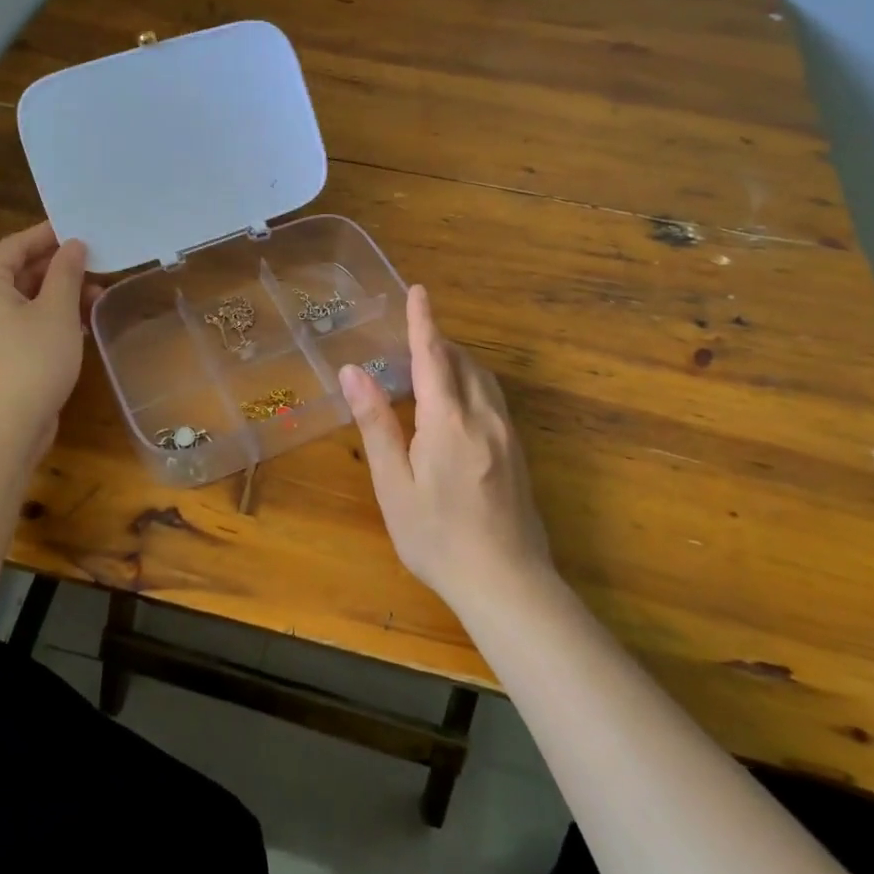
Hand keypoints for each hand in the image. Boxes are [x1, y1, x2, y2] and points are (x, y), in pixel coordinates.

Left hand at [0, 222, 94, 458]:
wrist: (9, 426)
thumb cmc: (33, 359)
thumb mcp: (57, 310)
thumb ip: (67, 272)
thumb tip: (74, 245)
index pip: (15, 245)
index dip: (49, 235)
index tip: (82, 229)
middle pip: (19, 271)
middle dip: (60, 268)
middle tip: (97, 263)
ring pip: (25, 298)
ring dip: (60, 293)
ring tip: (98, 294)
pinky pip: (24, 321)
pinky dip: (51, 316)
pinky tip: (83, 321)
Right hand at [339, 284, 552, 609]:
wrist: (507, 583)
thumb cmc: (437, 537)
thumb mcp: (395, 485)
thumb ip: (376, 423)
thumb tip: (354, 372)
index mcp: (448, 421)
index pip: (433, 356)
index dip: (423, 321)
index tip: (418, 290)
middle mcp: (484, 417)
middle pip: (463, 362)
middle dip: (438, 342)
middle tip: (409, 338)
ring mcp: (508, 435)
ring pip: (483, 379)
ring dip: (457, 361)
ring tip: (430, 365)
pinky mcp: (519, 452)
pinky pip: (494, 399)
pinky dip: (472, 384)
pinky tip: (456, 405)